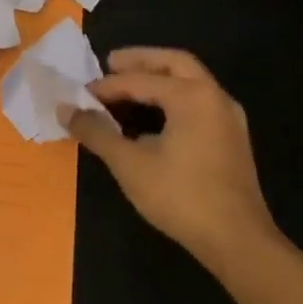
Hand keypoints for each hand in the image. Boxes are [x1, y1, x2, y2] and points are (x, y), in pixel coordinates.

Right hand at [59, 48, 276, 270]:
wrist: (238, 243)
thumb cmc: (181, 196)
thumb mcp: (129, 163)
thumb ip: (95, 131)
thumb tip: (64, 109)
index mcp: (191, 96)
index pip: (139, 80)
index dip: (106, 87)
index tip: (80, 96)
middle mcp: (214, 97)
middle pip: (174, 63)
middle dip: (141, 61)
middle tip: (110, 64)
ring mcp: (228, 118)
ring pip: (190, 81)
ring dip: (158, 77)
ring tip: (127, 86)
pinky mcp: (231, 139)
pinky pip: (198, 101)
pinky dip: (173, 96)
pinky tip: (153, 115)